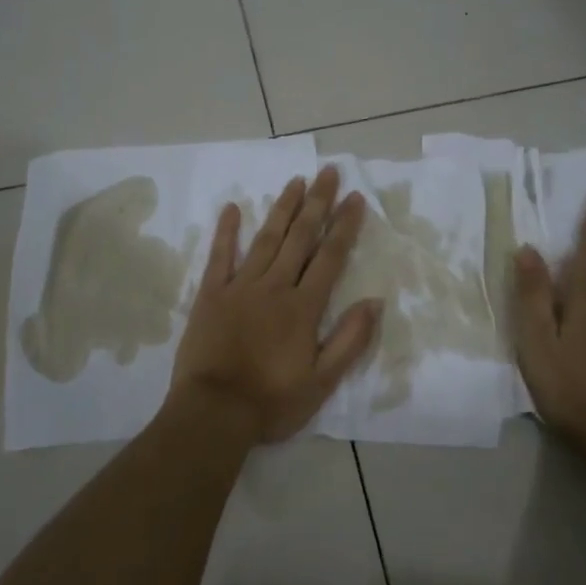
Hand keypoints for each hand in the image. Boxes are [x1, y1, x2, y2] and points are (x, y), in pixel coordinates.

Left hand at [170, 165, 381, 445]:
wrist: (213, 412)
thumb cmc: (271, 402)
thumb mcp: (322, 382)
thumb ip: (349, 340)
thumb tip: (375, 301)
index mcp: (303, 308)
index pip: (329, 257)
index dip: (344, 226)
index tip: (355, 198)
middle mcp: (274, 288)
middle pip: (300, 238)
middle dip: (317, 203)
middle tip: (328, 172)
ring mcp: (239, 287)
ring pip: (266, 239)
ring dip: (282, 209)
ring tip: (295, 181)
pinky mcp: (210, 295)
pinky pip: (219, 256)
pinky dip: (226, 232)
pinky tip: (233, 208)